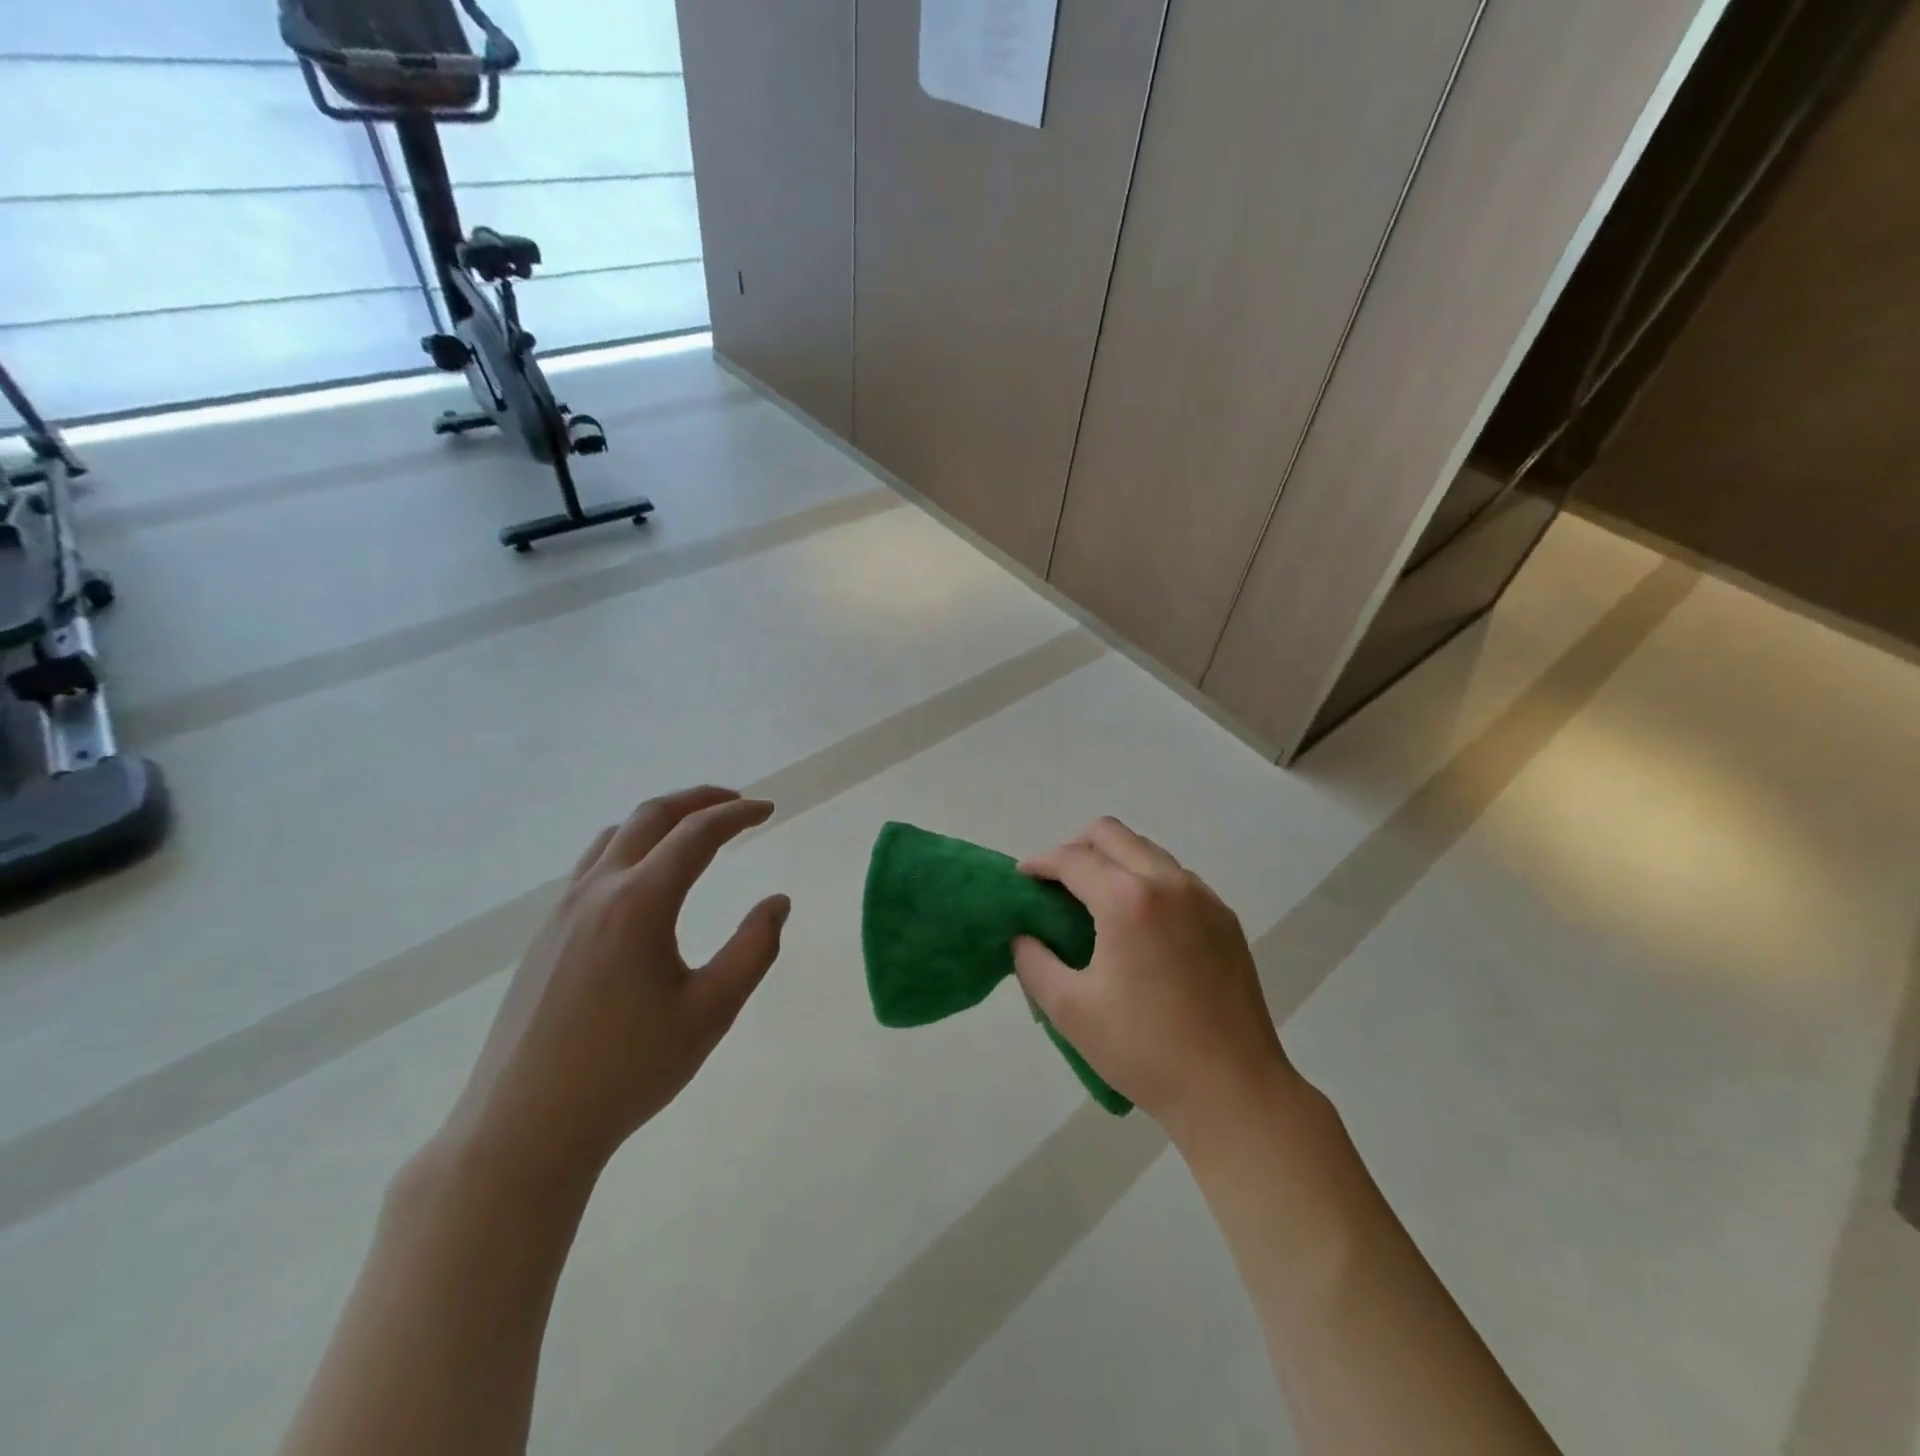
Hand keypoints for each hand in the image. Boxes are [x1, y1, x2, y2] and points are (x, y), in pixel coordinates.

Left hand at [436, 786, 789, 1188]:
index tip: (768, 809)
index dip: (738, 814)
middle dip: (698, 799)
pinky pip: (592, 865)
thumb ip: (753, 949)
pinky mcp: (545, 935)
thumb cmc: (628, 1069)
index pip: (697, 833)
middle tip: (736, 802)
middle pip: (650, 816)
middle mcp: (597, 890)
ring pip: (615, 836)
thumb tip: (777, 902)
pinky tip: (645, 880)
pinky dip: (631, 846)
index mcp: (640, 902)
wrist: (524, 1128)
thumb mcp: (711, 1012)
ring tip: (693, 831)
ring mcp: (563, 911)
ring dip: (661, 819)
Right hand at [1014, 818, 1296, 1139]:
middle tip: (1056, 884)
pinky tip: (1138, 925)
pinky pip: (1175, 878)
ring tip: (1095, 903)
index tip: (1022, 878)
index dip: (1040, 863)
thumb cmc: (1144, 1050)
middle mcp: (1168, 882)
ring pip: (1147, 851)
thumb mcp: (1070, 1010)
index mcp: (1128, 900)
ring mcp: (1203, 897)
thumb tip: (1024, 936)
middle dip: (1075, 848)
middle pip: (1111, 834)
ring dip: (1113, 861)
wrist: (1234, 1090)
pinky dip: (1146, 881)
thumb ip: (1033, 962)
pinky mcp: (1225, 918)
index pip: (1073, 859)